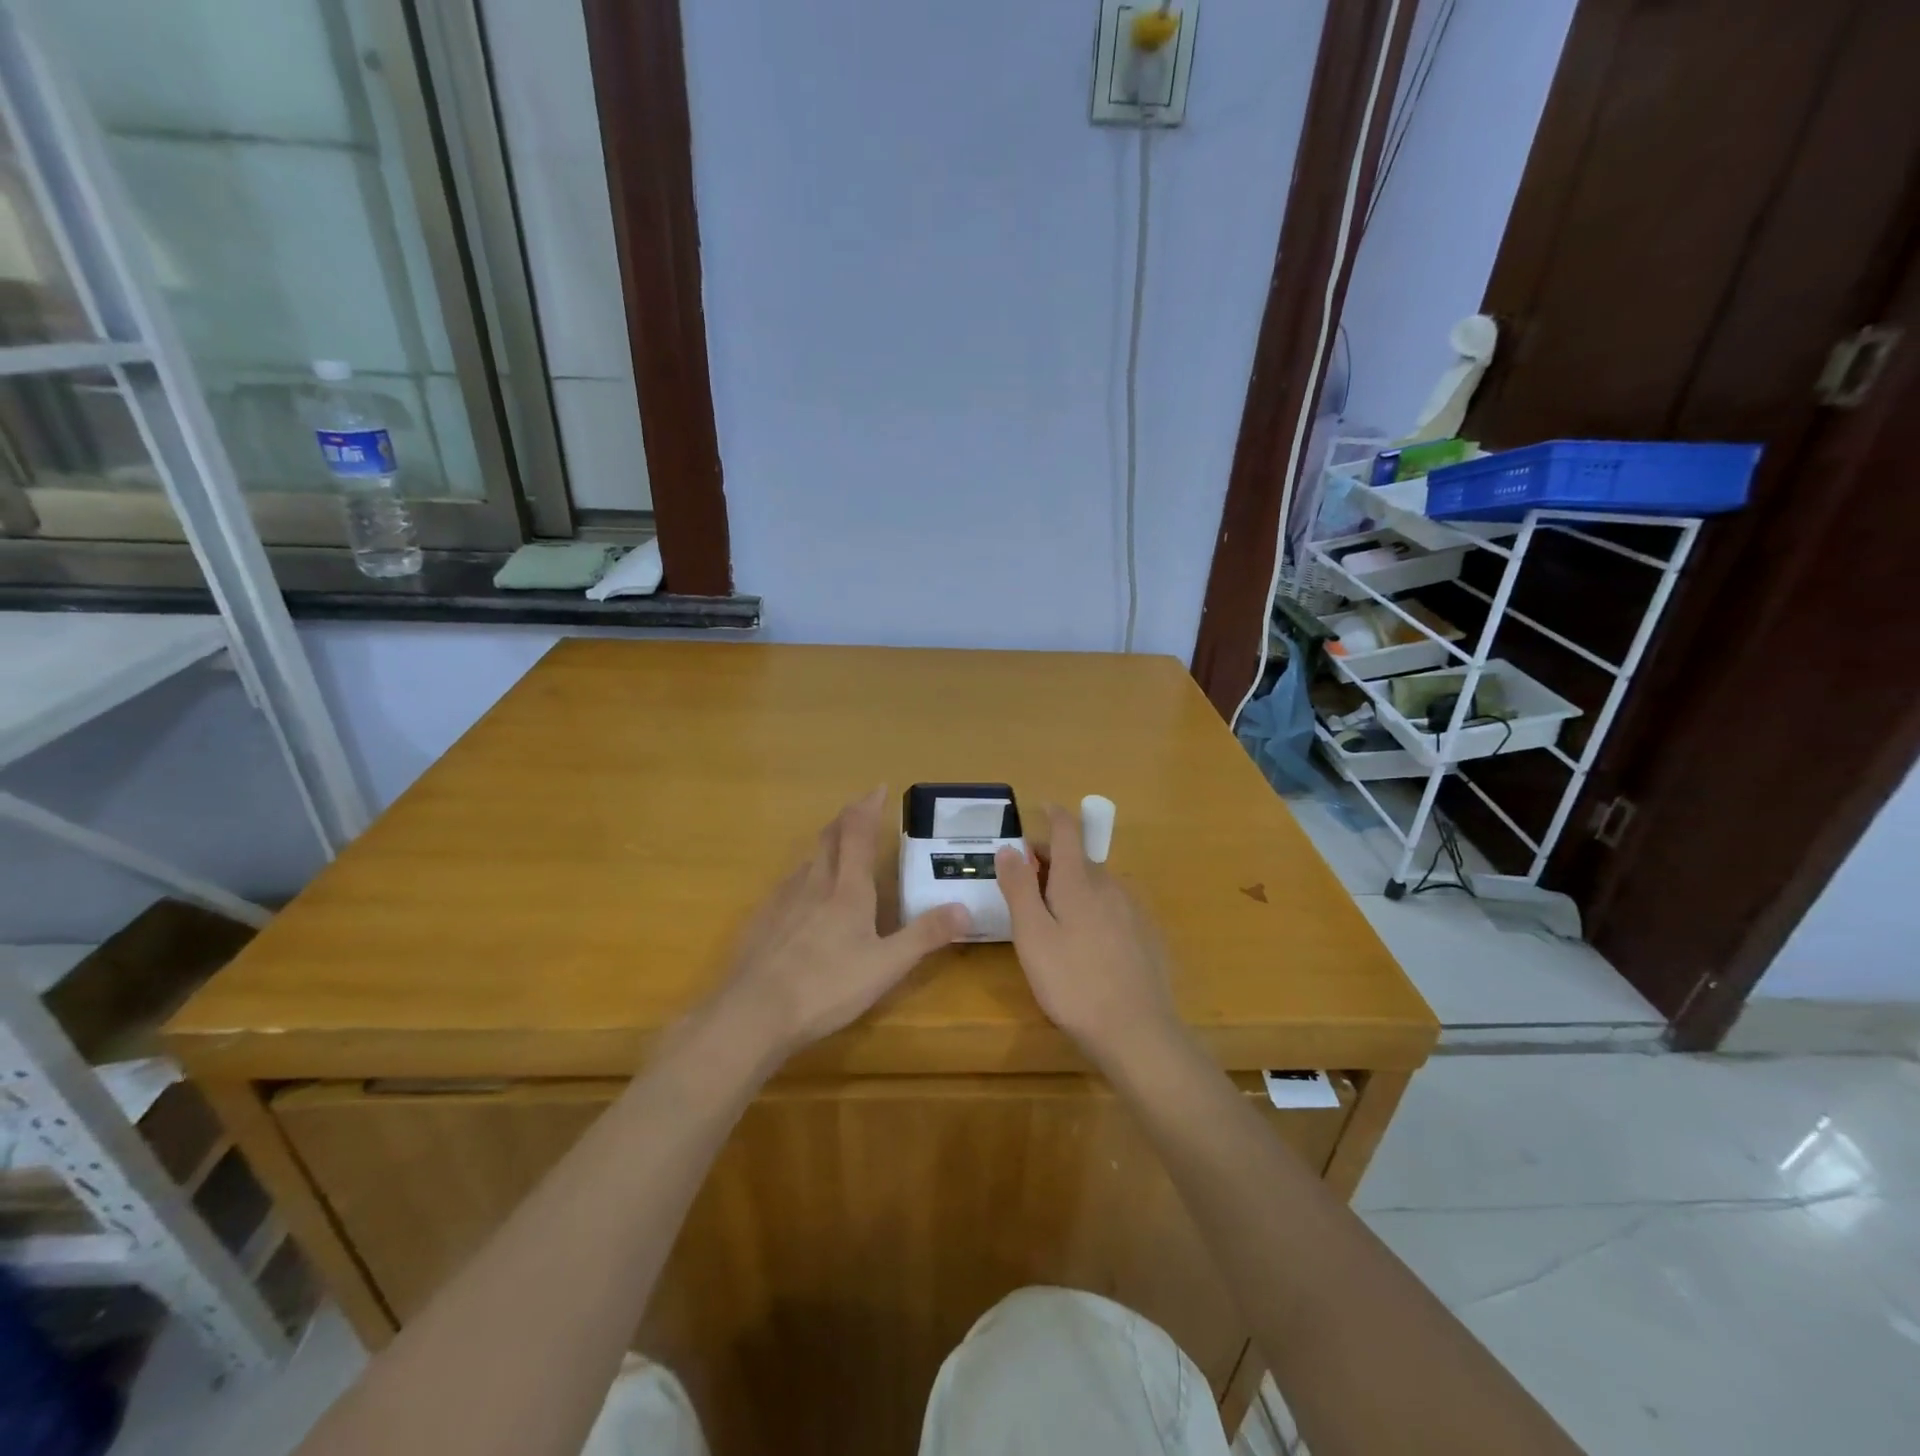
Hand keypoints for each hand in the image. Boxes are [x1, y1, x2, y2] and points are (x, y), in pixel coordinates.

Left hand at [713, 786, 969, 1057]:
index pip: (859, 834)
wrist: (753, 1012)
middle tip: (859, 808)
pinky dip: (802, 876)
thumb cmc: (826, 987)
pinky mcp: (761, 921)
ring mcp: (782, 901)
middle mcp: (814, 884)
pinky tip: (801, 896)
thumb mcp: (886, 966)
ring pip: (807, 860)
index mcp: (848, 890)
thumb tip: (965, 908)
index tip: (878, 788)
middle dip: (846, 818)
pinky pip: (786, 885)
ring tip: (835, 847)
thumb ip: (925, 936)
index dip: (869, 808)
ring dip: (824, 845)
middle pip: (829, 839)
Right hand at [996, 804, 1180, 1064]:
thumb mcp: (1032, 936)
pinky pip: (1114, 908)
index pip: (1067, 831)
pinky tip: (1087, 942)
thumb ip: (1019, 888)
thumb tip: (1010, 847)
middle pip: (1079, 858)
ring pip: (1098, 884)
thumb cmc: (1073, 982)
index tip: (1042, 808)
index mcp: (1079, 881)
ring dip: (1073, 885)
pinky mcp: (1147, 936)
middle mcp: (1111, 885)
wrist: (1137, 1032)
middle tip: (1026, 879)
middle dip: (1052, 859)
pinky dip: (1095, 908)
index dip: (1054, 815)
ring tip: (1053, 914)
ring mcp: (1134, 910)